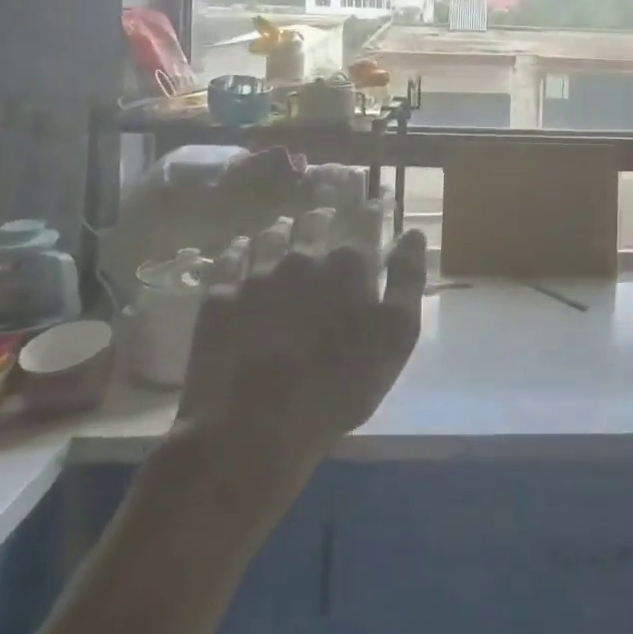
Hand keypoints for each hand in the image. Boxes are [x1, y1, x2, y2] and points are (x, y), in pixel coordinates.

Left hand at [162, 230, 427, 505]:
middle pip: (315, 219)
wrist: (253, 428)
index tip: (374, 205)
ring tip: (285, 234)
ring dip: (283, 230)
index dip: (371, 210)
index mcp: (349, 263)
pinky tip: (241, 253)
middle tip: (327, 219)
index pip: (364, 219)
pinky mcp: (219, 296)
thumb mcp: (395, 337)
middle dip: (324, 217)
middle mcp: (303, 255)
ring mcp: (257, 273)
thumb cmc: (339, 386)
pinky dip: (239, 250)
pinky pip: (229, 258)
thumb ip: (407, 279)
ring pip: (272, 233)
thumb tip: (413, 234)